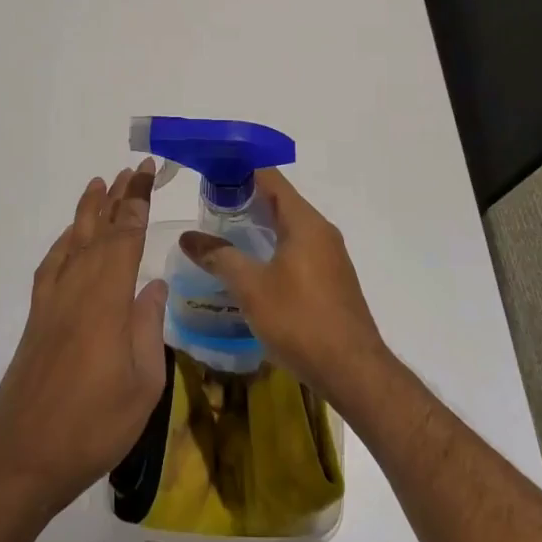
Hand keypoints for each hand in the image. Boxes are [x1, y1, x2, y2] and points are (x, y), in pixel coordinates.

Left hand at [0, 162, 168, 512]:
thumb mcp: (143, 385)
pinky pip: (51, 267)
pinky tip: (69, 238)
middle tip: (133, 169)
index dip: (137, 203)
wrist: (23, 459)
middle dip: (117, 198)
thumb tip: (152, 286)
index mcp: (107, 303)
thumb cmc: (94, 427)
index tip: (146, 174)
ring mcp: (51, 304)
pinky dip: (62, 243)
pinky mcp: (36, 320)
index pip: (124, 238)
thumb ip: (148, 329)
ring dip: (87, 212)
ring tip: (99, 184)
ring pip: (71, 243)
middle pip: (98, 232)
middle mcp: (76, 292)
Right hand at [178, 169, 392, 416]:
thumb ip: (219, 257)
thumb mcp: (252, 288)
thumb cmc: (300, 321)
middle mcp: (322, 231)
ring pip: (290, 228)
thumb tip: (188, 237)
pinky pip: (298, 249)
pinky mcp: (332, 279)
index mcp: (305, 223)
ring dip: (259, 226)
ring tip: (223, 234)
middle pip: (280, 202)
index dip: (241, 170)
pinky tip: (252, 267)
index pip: (271, 179)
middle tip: (208, 206)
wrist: (353, 370)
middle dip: (245, 199)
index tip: (211, 171)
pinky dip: (273, 247)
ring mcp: (330, 256)